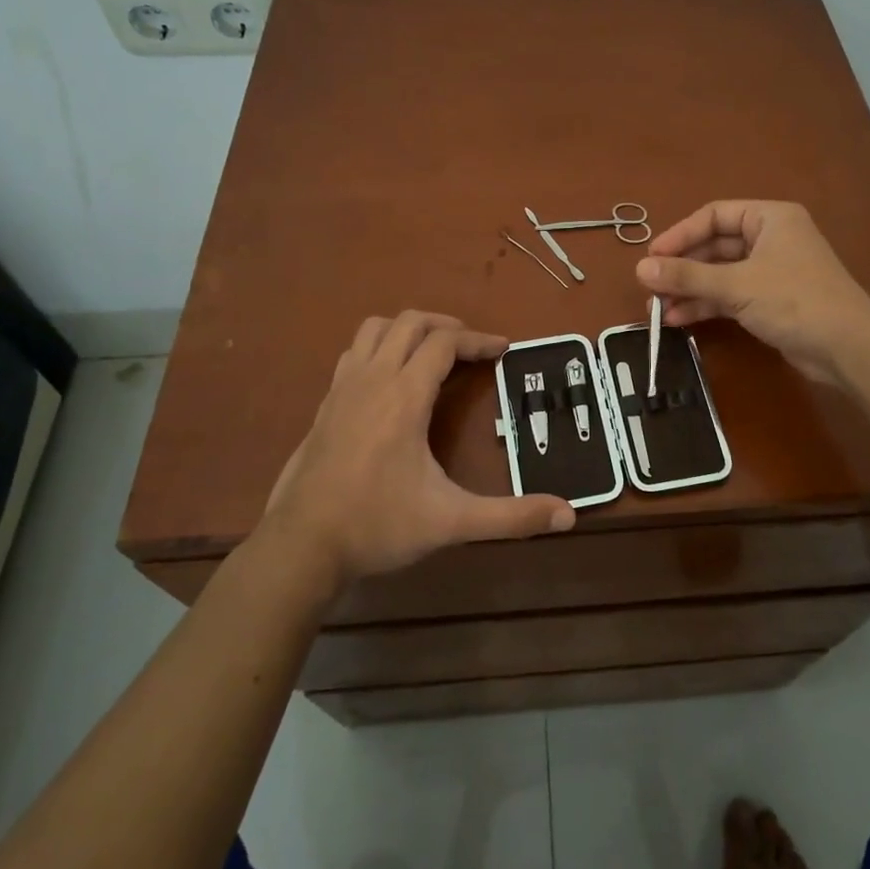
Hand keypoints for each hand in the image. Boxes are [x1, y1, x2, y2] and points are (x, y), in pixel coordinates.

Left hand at [259, 312, 573, 592]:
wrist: (300, 546)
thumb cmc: (378, 525)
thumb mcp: (451, 521)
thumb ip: (511, 517)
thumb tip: (569, 516)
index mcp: (404, 396)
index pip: (444, 343)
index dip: (479, 340)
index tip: (504, 349)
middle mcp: (372, 379)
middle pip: (409, 322)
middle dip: (446, 325)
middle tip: (472, 348)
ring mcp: (342, 389)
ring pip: (375, 329)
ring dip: (408, 329)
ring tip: (432, 352)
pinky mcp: (324, 405)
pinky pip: (355, 352)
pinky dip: (380, 348)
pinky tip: (390, 380)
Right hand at [636, 201, 869, 384]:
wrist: (848, 347)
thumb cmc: (794, 300)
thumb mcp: (737, 285)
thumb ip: (688, 276)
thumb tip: (640, 269)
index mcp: (769, 218)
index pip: (713, 216)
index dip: (679, 235)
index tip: (651, 258)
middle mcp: (770, 239)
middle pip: (715, 246)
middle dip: (682, 268)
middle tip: (650, 287)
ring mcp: (771, 271)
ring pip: (720, 274)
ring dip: (690, 290)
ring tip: (658, 310)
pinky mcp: (771, 301)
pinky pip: (731, 296)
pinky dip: (707, 305)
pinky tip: (680, 320)